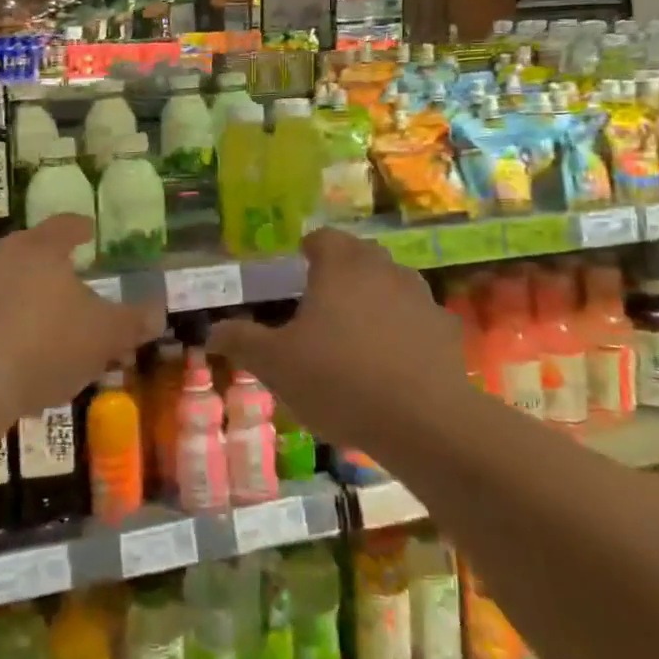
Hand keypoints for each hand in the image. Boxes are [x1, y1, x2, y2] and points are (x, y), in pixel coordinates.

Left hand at [0, 215, 159, 423]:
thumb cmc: (47, 345)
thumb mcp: (105, 336)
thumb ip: (133, 322)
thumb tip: (157, 312)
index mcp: (41, 249)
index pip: (64, 225)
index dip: (80, 227)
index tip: (89, 229)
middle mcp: (3, 257)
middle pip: (31, 248)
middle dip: (52, 260)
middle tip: (71, 273)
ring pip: (9, 280)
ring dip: (28, 292)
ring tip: (47, 315)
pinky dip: (8, 320)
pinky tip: (20, 347)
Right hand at [212, 228, 471, 448]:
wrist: (423, 421)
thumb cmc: (338, 379)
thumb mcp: (275, 364)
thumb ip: (241, 341)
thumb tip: (212, 332)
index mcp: (341, 266)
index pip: (324, 238)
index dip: (310, 248)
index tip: (300, 262)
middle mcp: (383, 269)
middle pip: (360, 255)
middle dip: (342, 270)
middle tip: (323, 298)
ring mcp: (420, 297)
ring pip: (392, 283)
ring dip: (376, 297)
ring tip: (358, 330)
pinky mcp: (446, 329)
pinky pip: (418, 319)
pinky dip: (406, 329)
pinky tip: (395, 361)